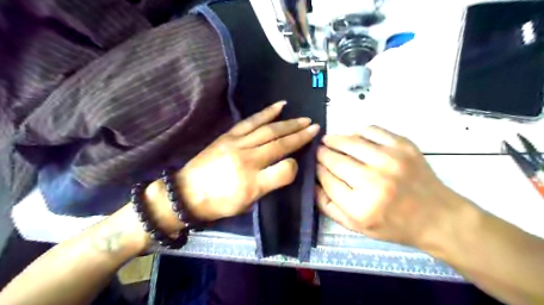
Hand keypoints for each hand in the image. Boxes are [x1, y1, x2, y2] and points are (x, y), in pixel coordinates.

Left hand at [175, 101, 319, 220]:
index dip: (295, 165)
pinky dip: (267, 112)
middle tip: (315, 127)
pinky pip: (251, 121)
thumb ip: (269, 185)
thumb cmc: (219, 203)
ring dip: (289, 123)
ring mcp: (237, 144)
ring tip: (304, 118)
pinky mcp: (228, 136)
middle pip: (279, 144)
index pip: (284, 171)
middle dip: (300, 135)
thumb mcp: (247, 204)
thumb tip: (286, 166)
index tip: (299, 162)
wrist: (187, 193)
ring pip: (269, 130)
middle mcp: (247, 160)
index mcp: (252, 183)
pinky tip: (280, 106)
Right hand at [317, 125, 465, 245]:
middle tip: (318, 151)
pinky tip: (353, 137)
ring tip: (328, 140)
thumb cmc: (393, 225)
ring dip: (334, 139)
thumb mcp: (356, 226)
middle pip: (334, 159)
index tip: (314, 165)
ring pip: (349, 141)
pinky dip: (357, 132)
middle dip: (321, 153)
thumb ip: (328, 206)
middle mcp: (374, 180)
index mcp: (360, 206)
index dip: (316, 169)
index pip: (326, 179)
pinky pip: (371, 130)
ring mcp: (390, 160)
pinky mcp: (403, 146)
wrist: (437, 217)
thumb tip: (313, 182)